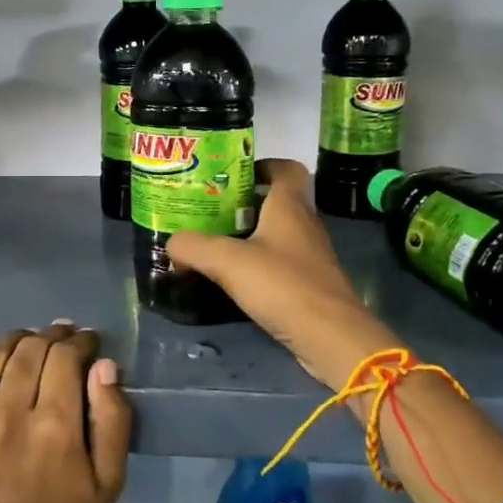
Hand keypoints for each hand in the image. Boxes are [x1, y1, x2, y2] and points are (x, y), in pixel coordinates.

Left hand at [0, 323, 131, 502]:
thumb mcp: (109, 482)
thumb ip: (113, 419)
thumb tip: (104, 365)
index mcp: (55, 427)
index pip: (65, 356)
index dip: (80, 341)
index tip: (88, 343)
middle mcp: (9, 413)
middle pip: (31, 348)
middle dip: (53, 337)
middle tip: (63, 341)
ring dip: (16, 342)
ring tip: (29, 349)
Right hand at [165, 159, 402, 391]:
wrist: (330, 337)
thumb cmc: (282, 285)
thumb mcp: (227, 261)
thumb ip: (193, 247)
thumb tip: (172, 243)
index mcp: (290, 206)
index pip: (285, 168)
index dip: (261, 165)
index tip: (231, 175)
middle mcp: (304, 224)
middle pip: (276, 201)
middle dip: (243, 203)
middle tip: (208, 211)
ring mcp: (309, 256)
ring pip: (276, 233)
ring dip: (248, 235)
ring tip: (213, 243)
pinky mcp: (308, 284)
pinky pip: (279, 262)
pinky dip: (256, 264)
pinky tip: (233, 278)